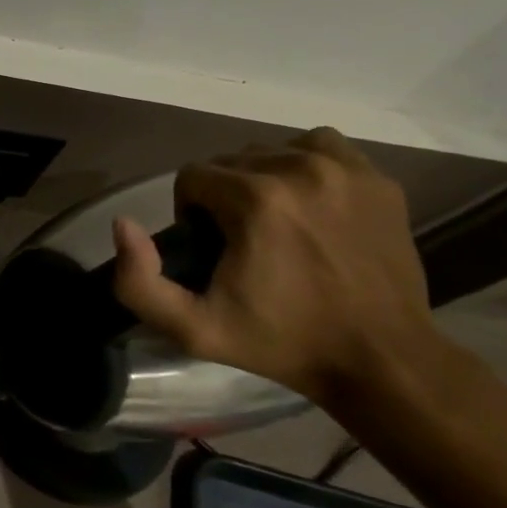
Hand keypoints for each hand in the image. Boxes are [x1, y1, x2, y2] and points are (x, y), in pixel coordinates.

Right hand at [110, 127, 440, 405]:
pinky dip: (306, 166)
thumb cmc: (282, 343)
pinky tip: (309, 203)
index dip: (190, 211)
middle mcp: (299, 169)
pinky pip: (321, 148)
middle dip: (225, 194)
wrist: (382, 359)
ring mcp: (345, 169)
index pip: (193, 175)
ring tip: (277, 223)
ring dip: (263, 179)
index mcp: (255, 199)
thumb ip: (139, 282)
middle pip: (232, 160)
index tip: (210, 248)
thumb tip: (124, 224)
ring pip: (274, 150)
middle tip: (242, 241)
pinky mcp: (377, 179)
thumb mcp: (194, 329)